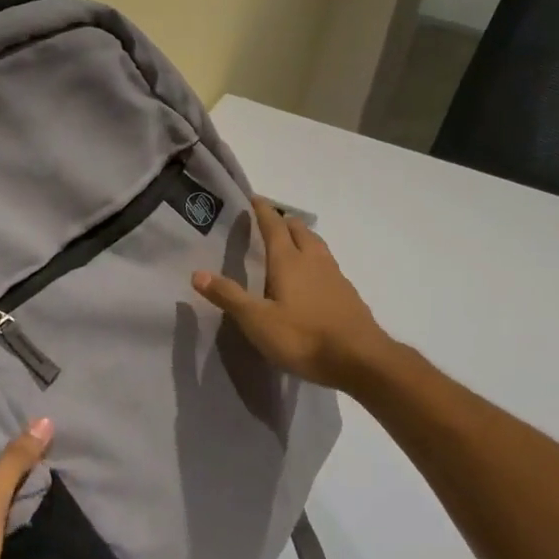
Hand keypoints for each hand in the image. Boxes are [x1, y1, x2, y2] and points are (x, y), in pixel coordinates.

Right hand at [192, 198, 392, 391]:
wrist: (360, 359)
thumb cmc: (303, 337)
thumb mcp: (258, 321)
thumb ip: (229, 296)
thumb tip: (197, 273)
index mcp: (289, 261)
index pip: (274, 226)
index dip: (263, 211)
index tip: (254, 198)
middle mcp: (313, 260)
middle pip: (299, 230)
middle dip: (284, 222)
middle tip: (270, 222)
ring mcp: (335, 276)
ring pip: (317, 245)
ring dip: (302, 237)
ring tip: (290, 243)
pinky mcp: (347, 294)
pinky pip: (328, 264)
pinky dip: (315, 259)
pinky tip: (313, 276)